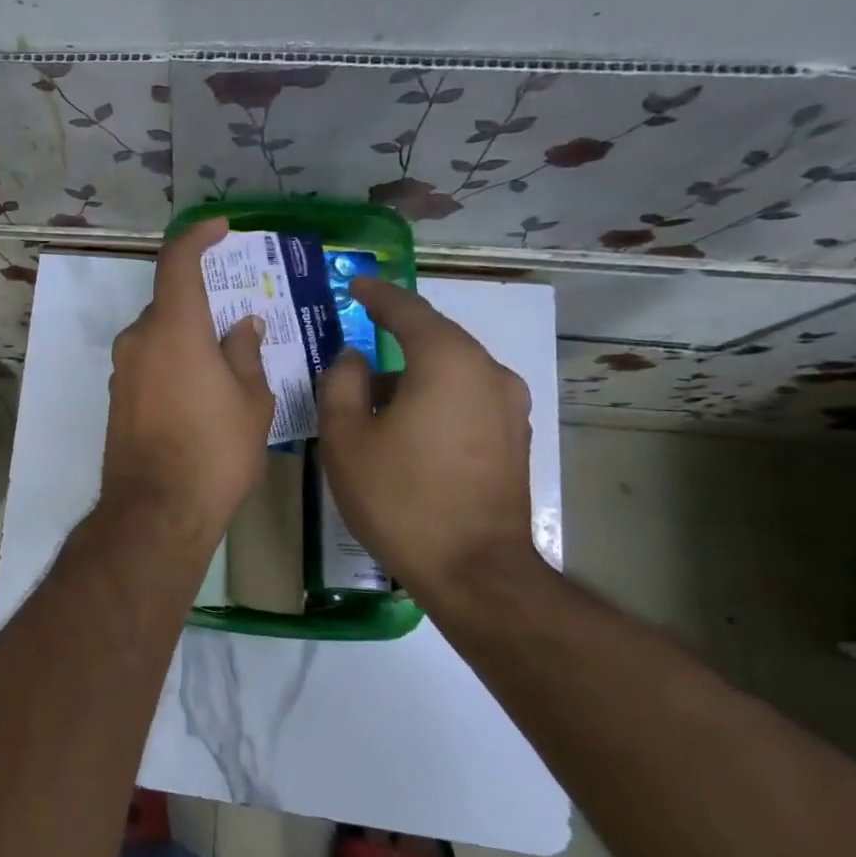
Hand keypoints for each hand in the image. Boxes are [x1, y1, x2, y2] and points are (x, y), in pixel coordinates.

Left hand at [100, 219, 274, 547]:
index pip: (177, 262)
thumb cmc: (214, 452)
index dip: (197, 237)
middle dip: (203, 305)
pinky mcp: (118, 399)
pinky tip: (200, 393)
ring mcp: (123, 371)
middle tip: (239, 322)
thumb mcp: (250, 402)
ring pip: (160, 336)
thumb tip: (244, 326)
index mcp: (173, 328)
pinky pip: (149, 363)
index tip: (220, 228)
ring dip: (189, 338)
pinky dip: (174, 362)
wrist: (156, 512)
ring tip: (226, 364)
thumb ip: (246, 354)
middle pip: (170, 304)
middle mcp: (139, 340)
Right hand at [317, 277, 537, 600]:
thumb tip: (352, 358)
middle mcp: (489, 373)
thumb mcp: (347, 438)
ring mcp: (509, 407)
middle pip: (434, 339)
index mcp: (448, 362)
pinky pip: (466, 398)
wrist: (474, 571)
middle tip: (356, 339)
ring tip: (371, 396)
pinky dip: (434, 397)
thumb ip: (341, 383)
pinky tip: (405, 424)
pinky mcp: (514, 438)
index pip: (408, 310)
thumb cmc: (400, 498)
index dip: (377, 295)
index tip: (355, 285)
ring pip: (451, 371)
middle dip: (394, 336)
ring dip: (412, 374)